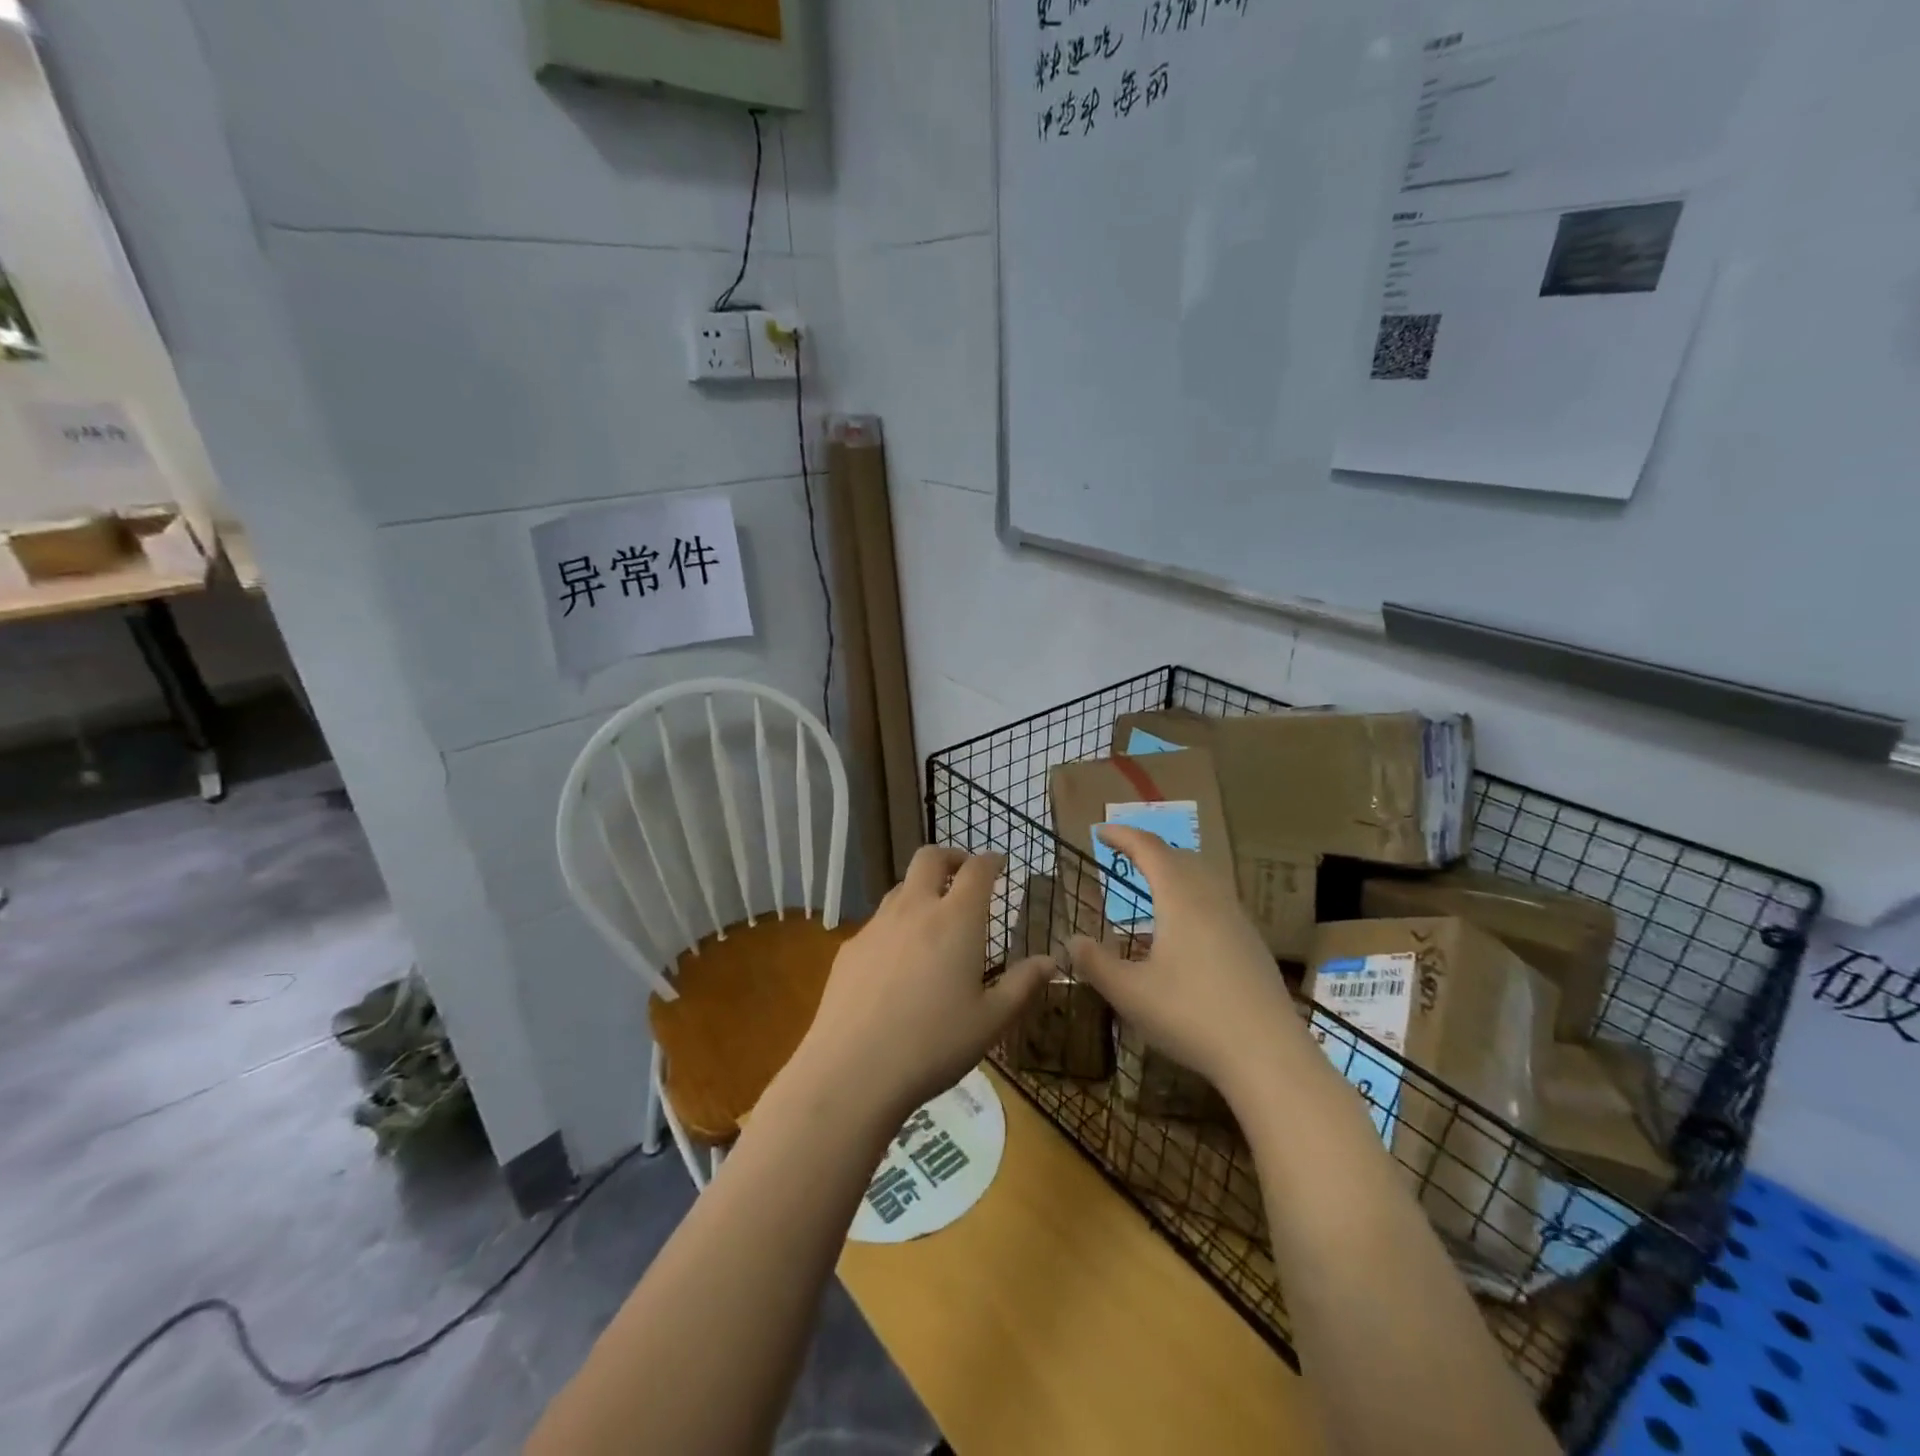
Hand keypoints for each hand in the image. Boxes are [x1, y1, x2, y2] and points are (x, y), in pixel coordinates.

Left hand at [790, 847, 1050, 1128]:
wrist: (852, 1071)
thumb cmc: (934, 1045)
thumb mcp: (991, 1021)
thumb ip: (1023, 985)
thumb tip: (1051, 960)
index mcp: (955, 920)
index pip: (977, 869)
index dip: (990, 860)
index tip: (999, 863)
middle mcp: (914, 909)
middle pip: (930, 857)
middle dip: (951, 857)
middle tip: (964, 874)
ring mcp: (876, 926)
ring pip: (901, 887)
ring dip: (921, 889)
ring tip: (934, 918)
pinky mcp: (850, 949)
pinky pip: (878, 922)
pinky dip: (896, 924)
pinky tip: (898, 962)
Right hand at [1071, 825, 1302, 1103]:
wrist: (1268, 1056)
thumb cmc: (1191, 1016)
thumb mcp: (1130, 993)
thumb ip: (1095, 963)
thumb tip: (1072, 940)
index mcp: (1181, 898)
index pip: (1150, 849)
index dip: (1124, 836)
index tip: (1102, 831)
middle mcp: (1213, 899)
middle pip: (1181, 857)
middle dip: (1150, 850)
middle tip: (1125, 854)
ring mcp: (1238, 921)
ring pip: (1204, 879)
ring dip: (1175, 872)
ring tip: (1152, 886)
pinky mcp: (1252, 946)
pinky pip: (1217, 902)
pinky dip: (1192, 897)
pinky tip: (1183, 930)